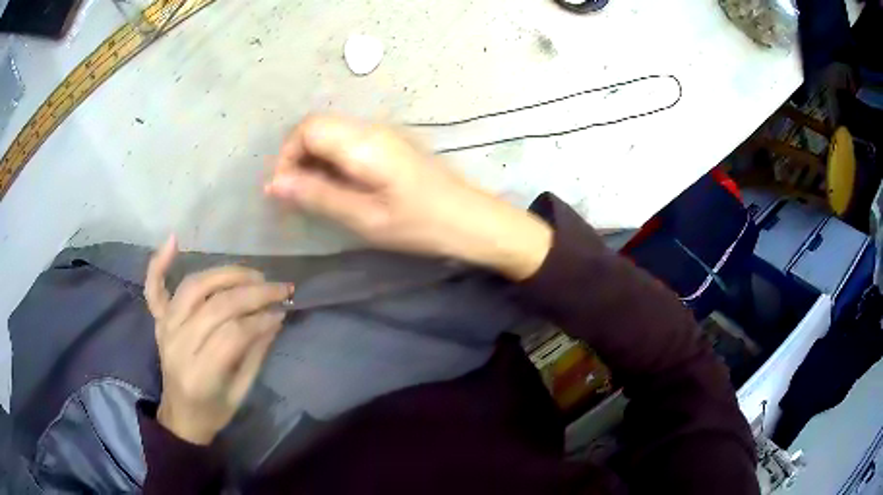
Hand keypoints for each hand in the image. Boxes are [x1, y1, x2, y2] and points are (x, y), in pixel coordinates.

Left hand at [144, 236, 293, 444]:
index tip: (283, 310)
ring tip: (251, 273)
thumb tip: (275, 316)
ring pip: (193, 288)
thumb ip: (255, 352)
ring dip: (225, 273)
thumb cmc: (214, 410)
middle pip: (215, 306)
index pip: (233, 334)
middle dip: (252, 292)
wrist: (181, 416)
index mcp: (199, 374)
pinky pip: (154, 288)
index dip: (260, 319)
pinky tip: (173, 239)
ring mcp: (164, 329)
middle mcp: (177, 345)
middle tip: (278, 287)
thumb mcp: (241, 392)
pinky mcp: (158, 321)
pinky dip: (160, 263)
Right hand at [264, 114, 552, 280]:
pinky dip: (333, 162)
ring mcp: (384, 134)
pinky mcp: (391, 144)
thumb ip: (317, 195)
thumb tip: (275, 184)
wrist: (472, 220)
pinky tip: (339, 188)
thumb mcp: (364, 217)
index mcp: (363, 142)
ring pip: (333, 135)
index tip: (283, 189)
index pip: (307, 129)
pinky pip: (350, 143)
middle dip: (298, 158)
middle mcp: (372, 128)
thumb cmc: (420, 223)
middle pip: (318, 128)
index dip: (287, 155)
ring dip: (315, 161)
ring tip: (315, 196)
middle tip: (296, 196)